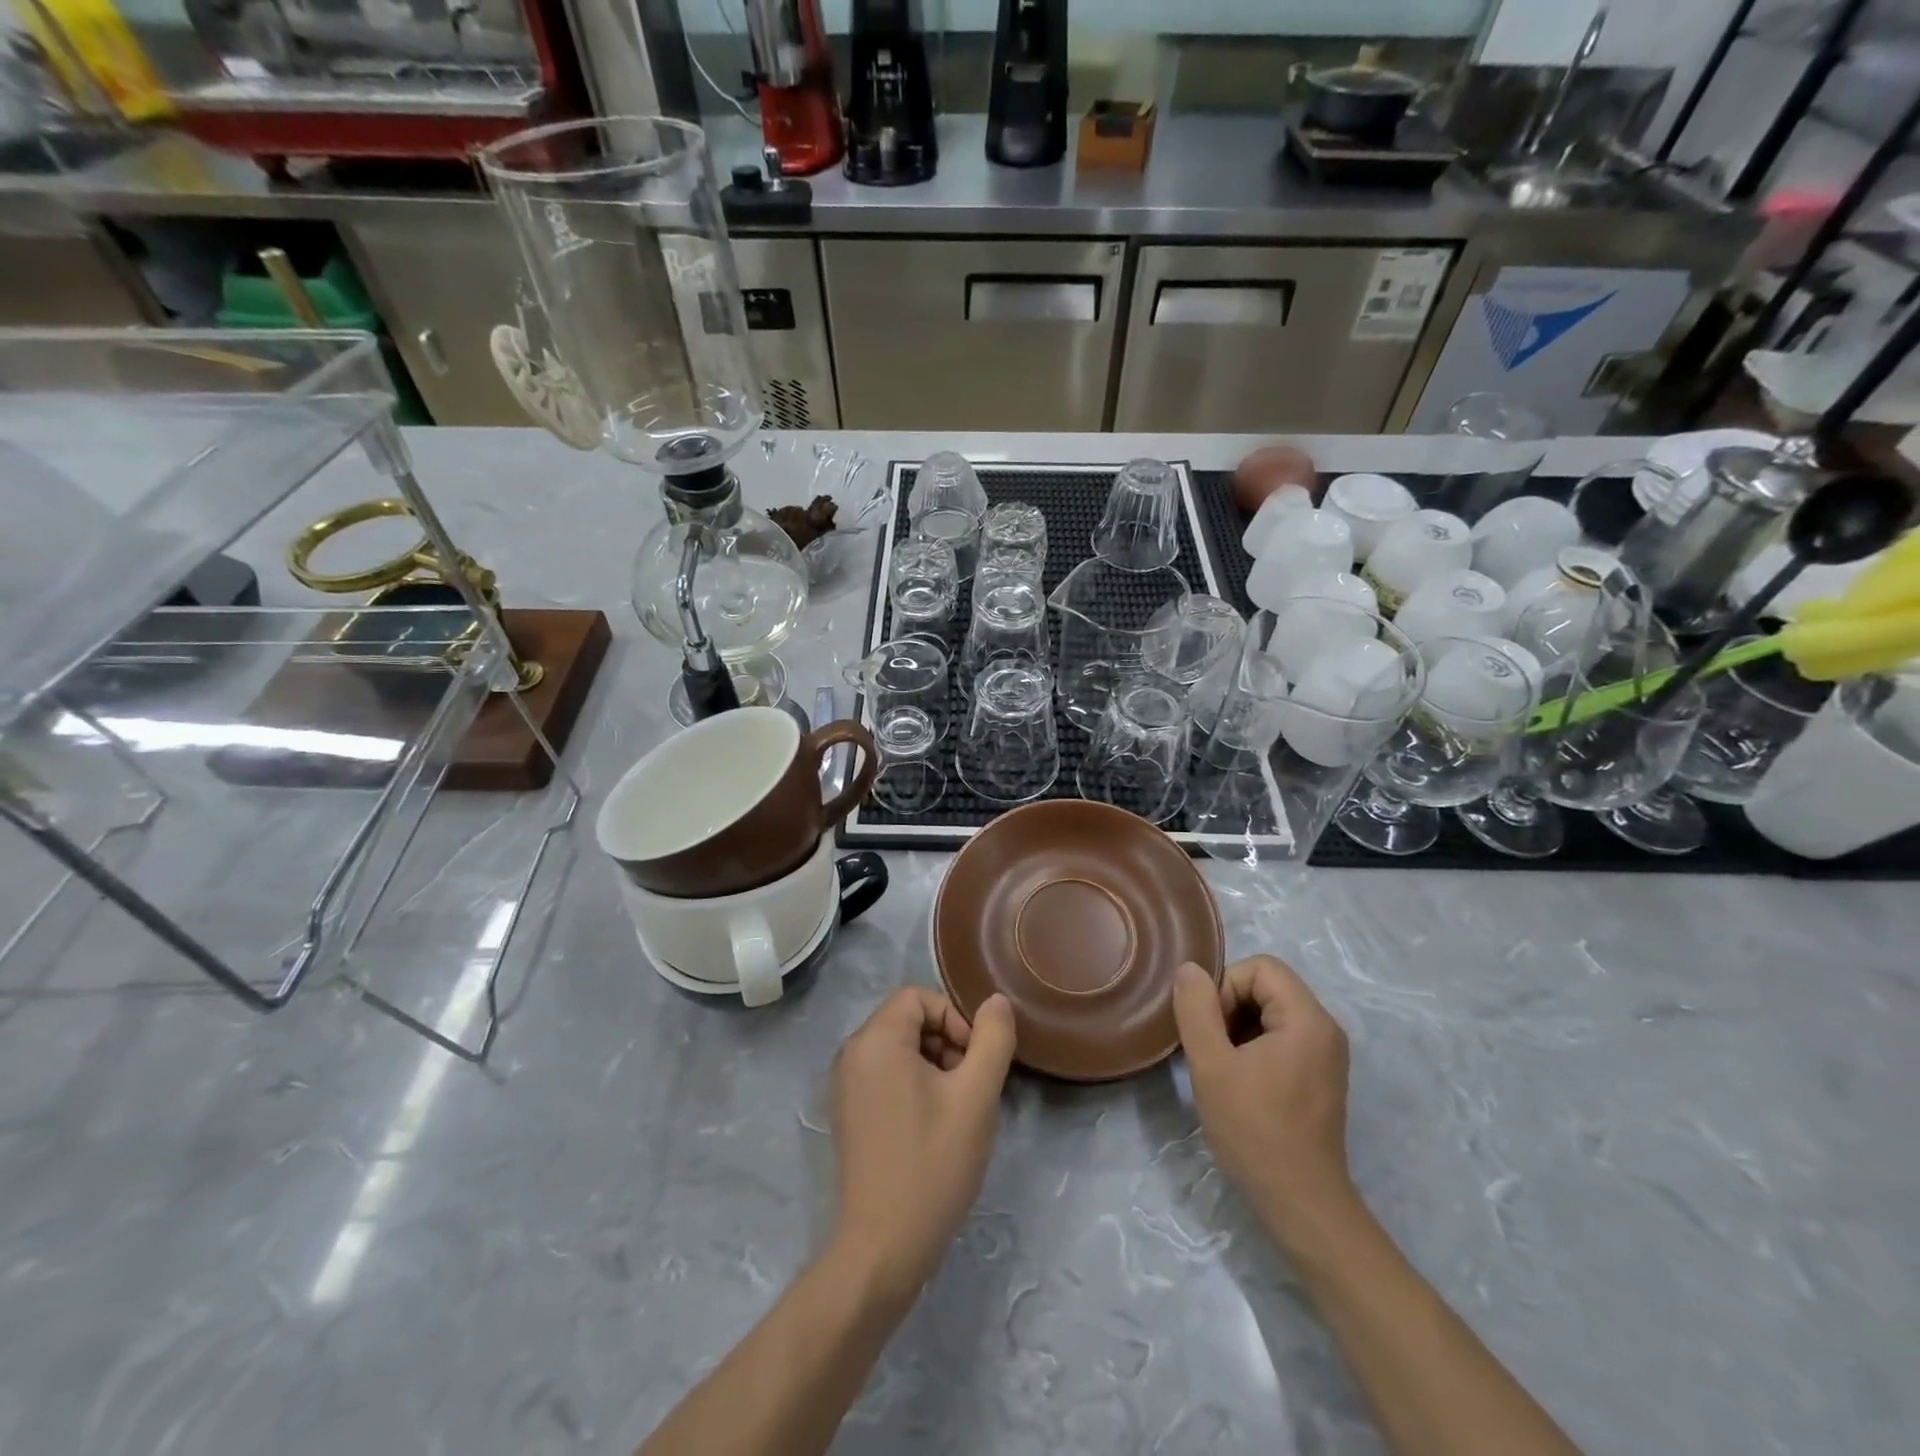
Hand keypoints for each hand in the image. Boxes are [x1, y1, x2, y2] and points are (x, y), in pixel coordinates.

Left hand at [830, 987, 1016, 1296]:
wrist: (883, 1248)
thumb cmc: (931, 1164)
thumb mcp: (976, 1097)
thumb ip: (992, 1040)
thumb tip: (995, 1002)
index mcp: (875, 1040)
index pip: (918, 997)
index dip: (954, 1018)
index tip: (975, 1060)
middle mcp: (852, 1053)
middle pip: (908, 1020)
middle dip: (946, 1042)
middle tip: (969, 1087)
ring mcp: (845, 1085)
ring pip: (900, 1048)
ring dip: (935, 1065)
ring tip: (956, 1109)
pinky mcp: (849, 1113)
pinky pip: (886, 1074)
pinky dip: (915, 1085)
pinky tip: (935, 1125)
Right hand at [1172, 955, 1354, 1237]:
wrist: (1300, 1204)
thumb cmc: (1254, 1130)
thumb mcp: (1212, 1065)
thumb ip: (1197, 1009)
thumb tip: (1190, 969)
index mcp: (1308, 1019)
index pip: (1260, 967)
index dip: (1225, 986)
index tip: (1209, 1028)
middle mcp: (1325, 1028)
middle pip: (1267, 986)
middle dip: (1229, 1006)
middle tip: (1209, 1047)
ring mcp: (1326, 1055)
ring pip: (1271, 1012)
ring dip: (1237, 1027)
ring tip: (1219, 1065)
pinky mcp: (1320, 1077)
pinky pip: (1281, 1037)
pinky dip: (1253, 1046)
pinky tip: (1237, 1080)